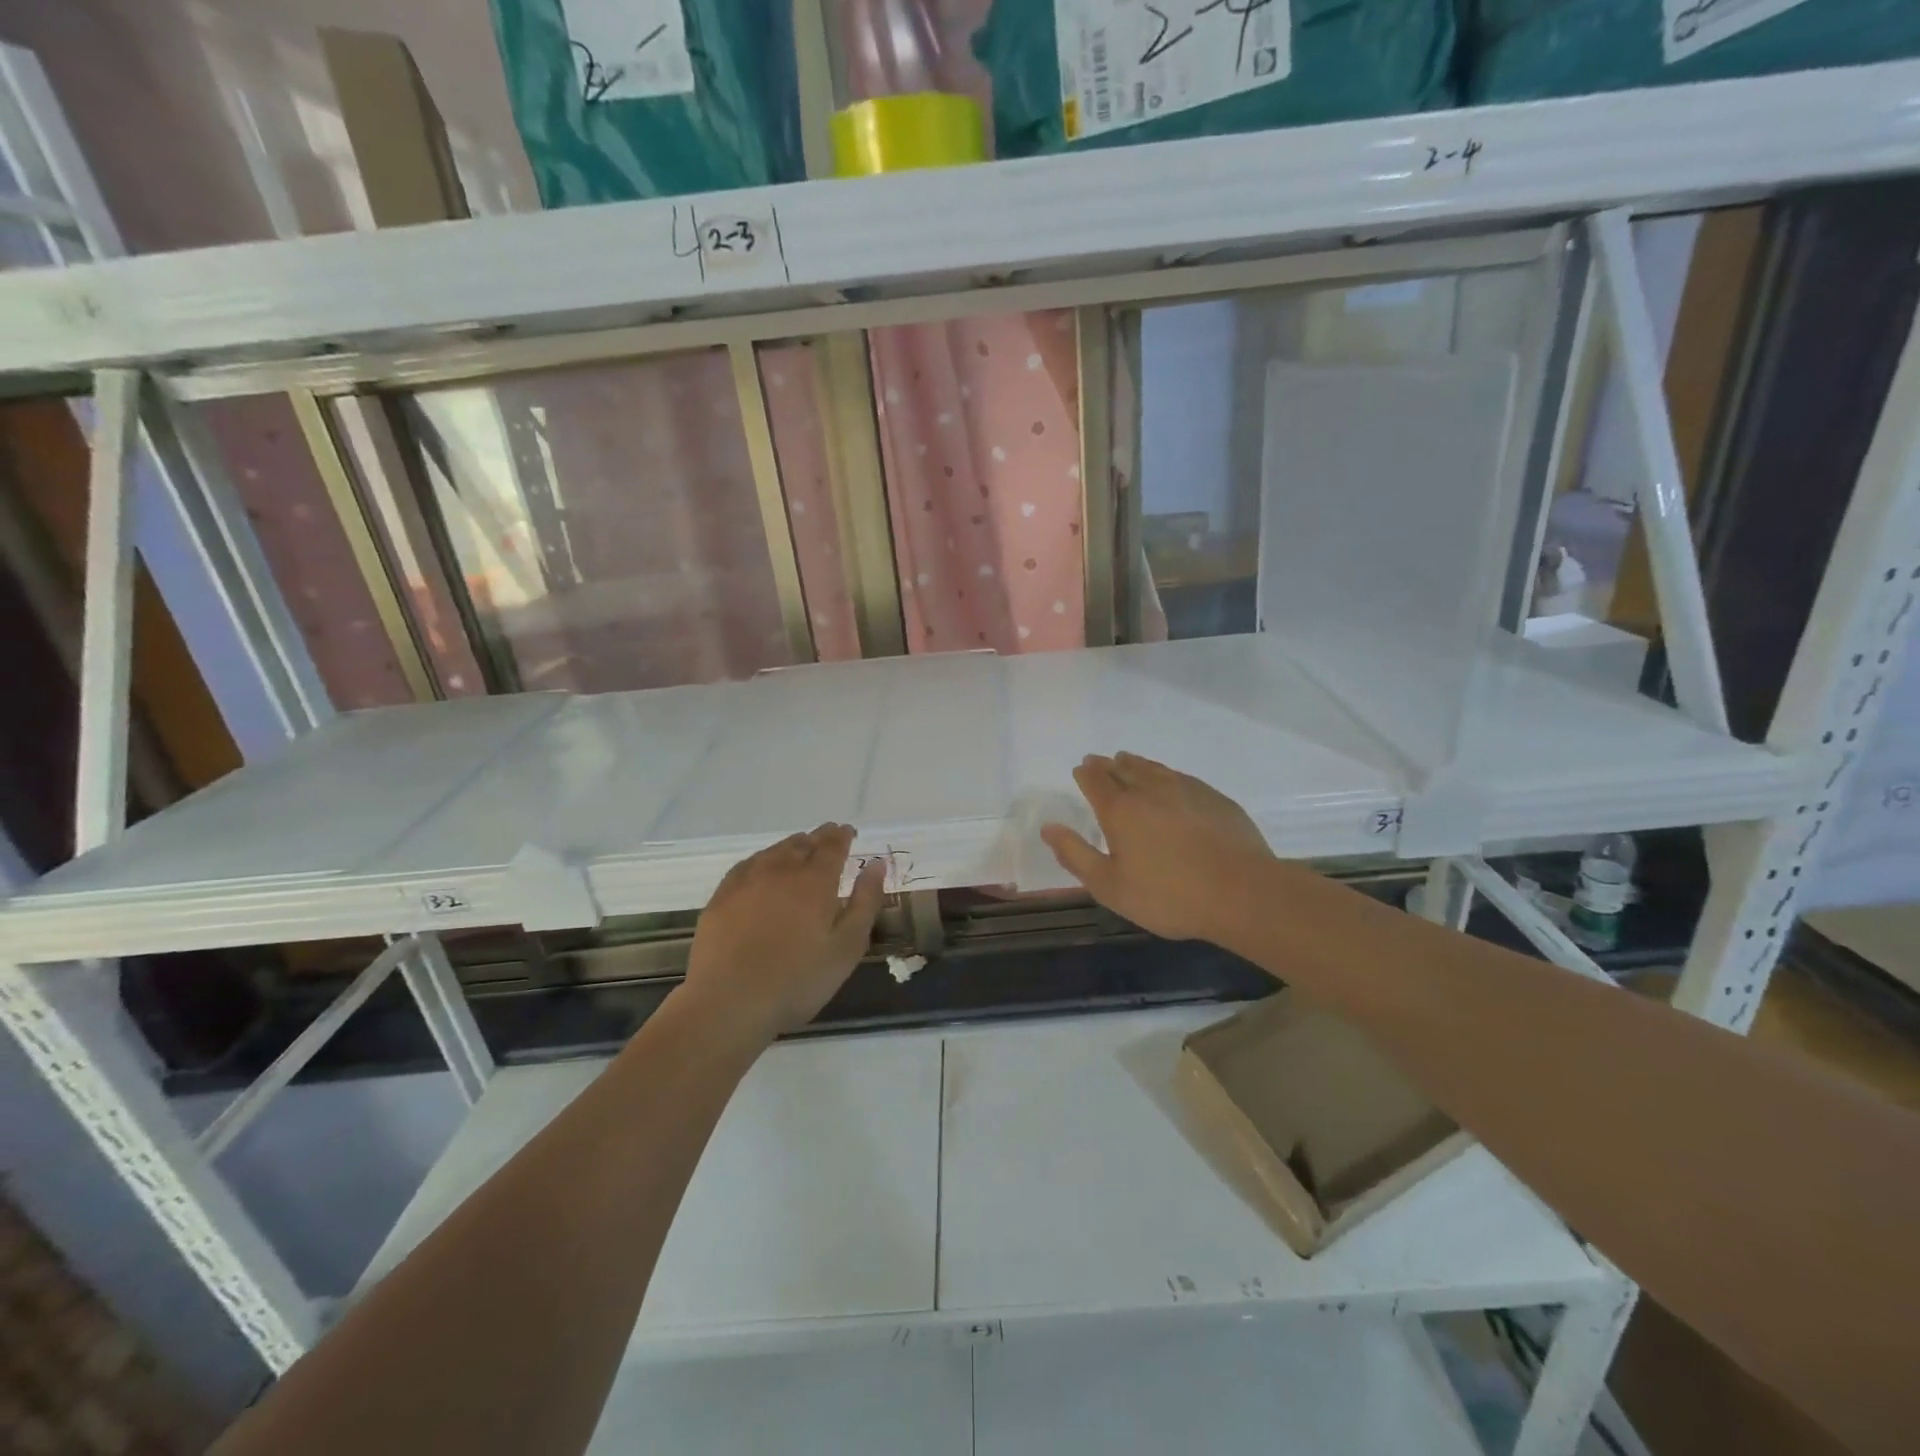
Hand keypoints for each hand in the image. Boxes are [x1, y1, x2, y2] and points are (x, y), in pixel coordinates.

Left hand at [683, 824, 885, 1040]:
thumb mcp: (847, 946)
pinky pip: (748, 865)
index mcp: (815, 880)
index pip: (832, 845)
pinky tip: (762, 869)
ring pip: (774, 851)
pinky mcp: (721, 897)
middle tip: (828, 839)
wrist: (728, 1002)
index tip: (849, 832)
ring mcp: (747, 881)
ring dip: (792, 846)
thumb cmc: (797, 980)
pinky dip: (763, 859)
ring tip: (800, 849)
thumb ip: (865, 901)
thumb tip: (876, 864)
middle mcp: (781, 870)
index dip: (842, 836)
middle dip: (819, 838)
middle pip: (803, 843)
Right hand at [1041, 753, 1271, 942]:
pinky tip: (1169, 782)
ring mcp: (1186, 789)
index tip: (1080, 769)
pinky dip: (1165, 774)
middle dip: (1106, 765)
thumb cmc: (1168, 895)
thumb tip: (1048, 827)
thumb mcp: (1110, 886)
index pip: (1096, 781)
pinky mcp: (1214, 798)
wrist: (1242, 892)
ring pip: (1153, 768)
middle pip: (1123, 769)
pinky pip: (1180, 777)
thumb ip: (1075, 855)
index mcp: (1120, 810)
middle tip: (1098, 761)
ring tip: (1127, 761)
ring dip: (1135, 764)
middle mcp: (1150, 790)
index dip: (1085, 774)